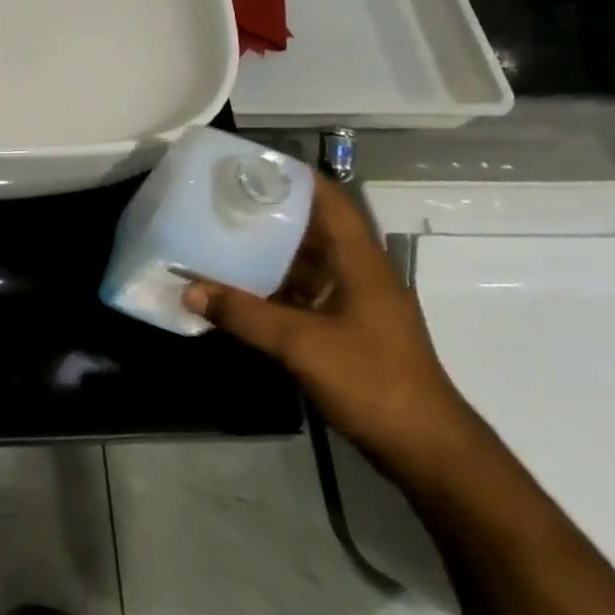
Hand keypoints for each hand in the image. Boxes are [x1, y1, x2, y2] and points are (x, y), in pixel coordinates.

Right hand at [184, 177, 477, 480]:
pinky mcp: (348, 331)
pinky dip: (275, 289)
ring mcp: (356, 304)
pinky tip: (241, 291)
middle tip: (223, 201)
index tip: (251, 166)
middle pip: (314, 229)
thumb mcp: (301, 344)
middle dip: (271, 213)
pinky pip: (305, 295)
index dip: (295, 177)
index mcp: (361, 261)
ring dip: (271, 253)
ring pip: (308, 264)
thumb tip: (189, 289)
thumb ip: (244, 315)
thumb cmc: (371, 380)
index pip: (331, 200)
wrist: (424, 448)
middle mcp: (360, 274)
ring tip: (223, 238)